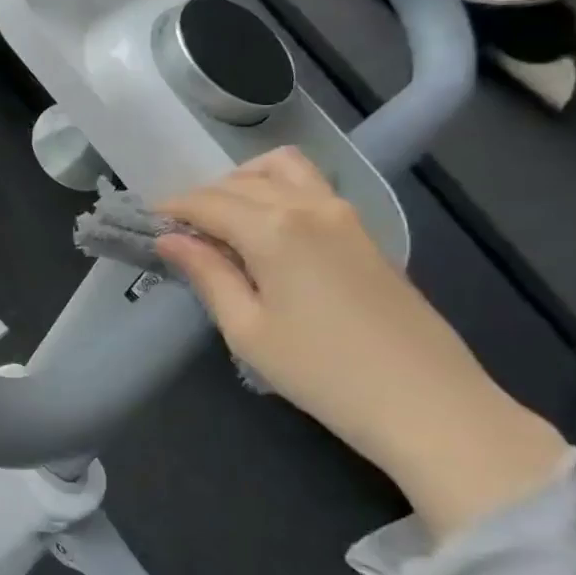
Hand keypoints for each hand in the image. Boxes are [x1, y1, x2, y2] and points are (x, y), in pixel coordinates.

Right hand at [156, 148, 566, 537]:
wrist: (429, 404)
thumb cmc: (322, 372)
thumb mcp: (247, 330)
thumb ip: (207, 274)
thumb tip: (170, 239)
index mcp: (273, 228)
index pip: (207, 202)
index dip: (172, 209)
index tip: (146, 223)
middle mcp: (309, 206)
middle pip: (241, 181)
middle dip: (202, 198)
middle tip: (179, 232)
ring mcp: (344, 215)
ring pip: (283, 170)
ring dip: (244, 183)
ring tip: (224, 222)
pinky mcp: (365, 233)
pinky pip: (309, 189)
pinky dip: (276, 193)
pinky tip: (265, 233)